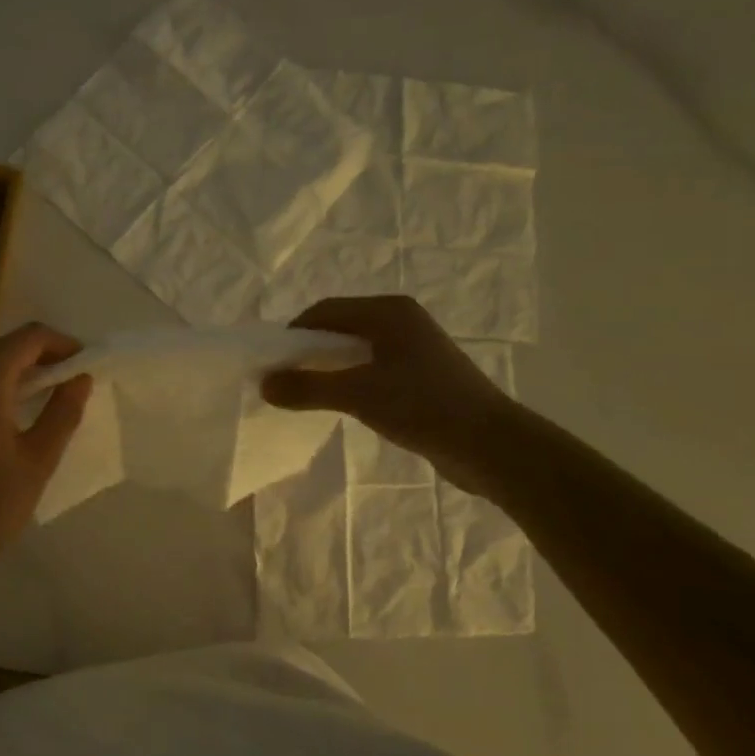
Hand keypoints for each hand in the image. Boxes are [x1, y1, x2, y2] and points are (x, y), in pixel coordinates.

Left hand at [0, 323, 93, 575]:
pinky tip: (10, 416)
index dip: (62, 344)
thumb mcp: (38, 460)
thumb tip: (81, 378)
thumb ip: (63, 411)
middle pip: (4, 346)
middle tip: (71, 383)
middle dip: (40, 358)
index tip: (85, 364)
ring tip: (46, 399)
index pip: (29, 337)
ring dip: (16, 372)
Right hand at [260, 296, 520, 495]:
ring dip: (328, 368)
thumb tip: (264, 384)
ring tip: (307, 394)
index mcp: (388, 312)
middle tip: (285, 380)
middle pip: (340, 327)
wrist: (490, 445)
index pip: (325, 310)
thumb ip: (307, 387)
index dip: (293, 334)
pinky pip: (373, 368)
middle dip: (309, 351)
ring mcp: (414, 348)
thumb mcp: (357, 395)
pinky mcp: (422, 375)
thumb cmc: (423, 407)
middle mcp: (402, 321)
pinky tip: (342, 405)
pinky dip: (350, 380)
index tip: (271, 363)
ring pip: (356, 350)